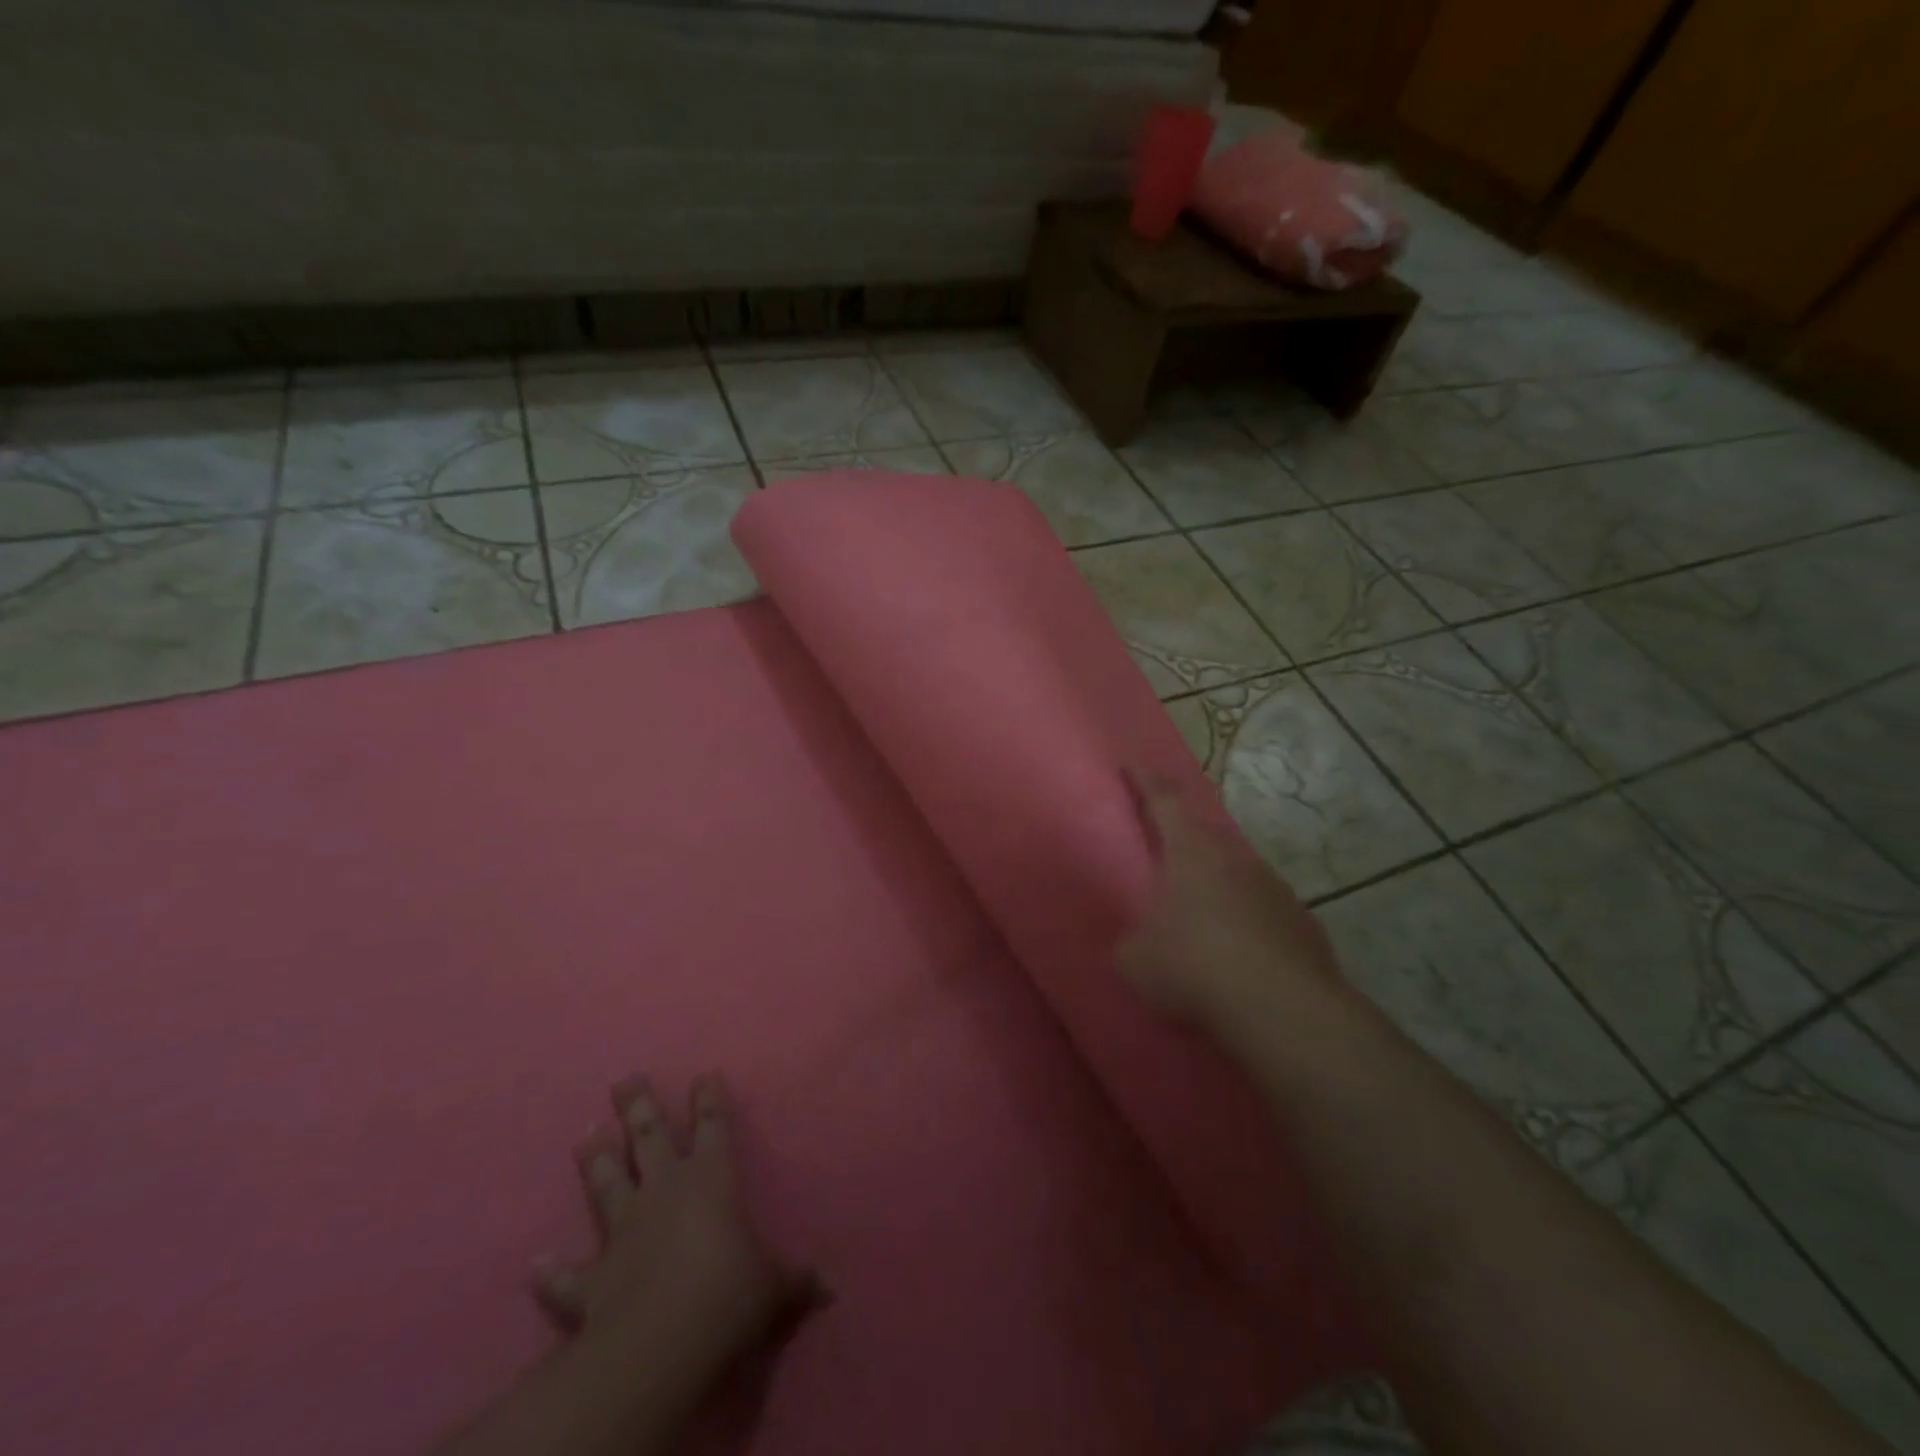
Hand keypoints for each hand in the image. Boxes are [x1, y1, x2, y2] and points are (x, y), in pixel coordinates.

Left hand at [538, 1073, 817, 1378]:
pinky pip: (567, 1276)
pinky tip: (535, 1265)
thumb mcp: (773, 1287)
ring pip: (606, 1184)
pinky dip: (551, 1273)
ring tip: (585, 1134)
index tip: (703, 1074)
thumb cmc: (728, 1294)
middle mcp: (664, 1192)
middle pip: (649, 1139)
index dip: (709, 1100)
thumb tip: (830, 1286)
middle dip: (639, 1108)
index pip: (713, 1127)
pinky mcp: (592, 1279)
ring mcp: (624, 1231)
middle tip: (625, 1080)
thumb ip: (796, 1281)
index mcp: (711, 1180)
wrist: (660, 1343)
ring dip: (595, 1161)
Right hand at [1117, 769, 1342, 1033]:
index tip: (1131, 761)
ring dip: (1216, 885)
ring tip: (1199, 915)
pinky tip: (1238, 953)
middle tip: (1164, 853)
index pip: (1165, 800)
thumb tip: (1137, 944)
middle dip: (1182, 840)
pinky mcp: (1302, 923)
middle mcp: (1235, 858)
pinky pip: (1263, 910)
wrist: (1282, 1009)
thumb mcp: (1136, 959)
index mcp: (1191, 852)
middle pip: (1204, 835)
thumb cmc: (1194, 967)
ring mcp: (1275, 888)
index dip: (1145, 779)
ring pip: (1236, 873)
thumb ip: (1130, 942)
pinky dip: (1246, 921)